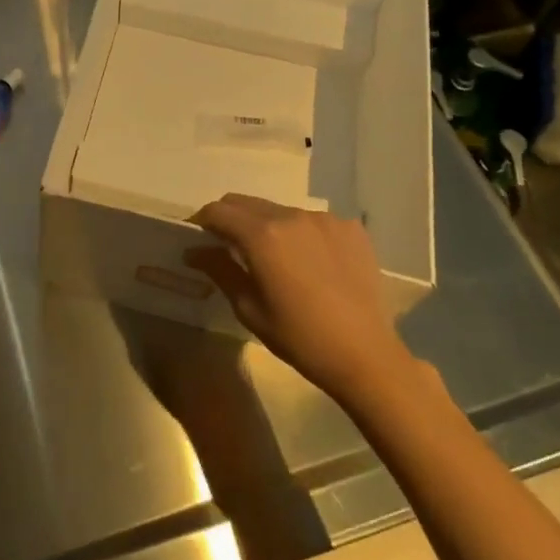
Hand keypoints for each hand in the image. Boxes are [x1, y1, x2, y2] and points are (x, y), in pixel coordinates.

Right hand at [187, 193, 409, 403]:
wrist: (366, 355)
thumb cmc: (300, 338)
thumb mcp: (249, 309)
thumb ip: (219, 270)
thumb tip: (193, 250)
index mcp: (262, 235)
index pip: (218, 211)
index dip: (201, 221)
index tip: (196, 237)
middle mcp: (291, 215)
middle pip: (246, 203)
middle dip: (230, 218)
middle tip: (226, 245)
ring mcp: (324, 218)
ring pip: (280, 210)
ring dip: (266, 225)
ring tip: (273, 258)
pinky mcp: (350, 228)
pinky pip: (313, 221)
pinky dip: (300, 234)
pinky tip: (309, 263)